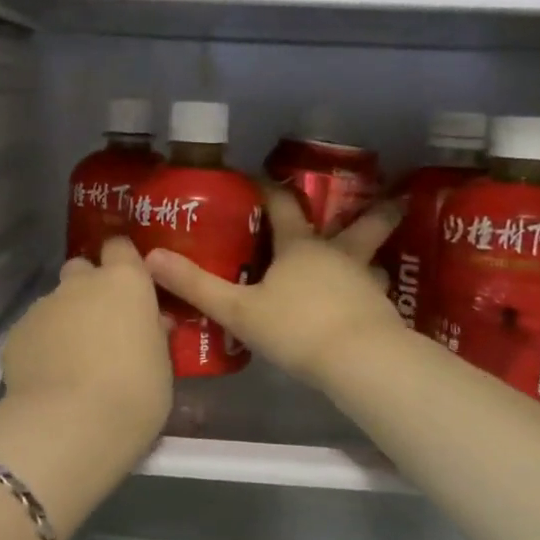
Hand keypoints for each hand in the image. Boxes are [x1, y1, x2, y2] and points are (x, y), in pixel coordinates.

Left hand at [0, 236, 172, 447]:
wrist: (70, 425)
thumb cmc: (134, 393)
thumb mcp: (161, 365)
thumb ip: (153, 334)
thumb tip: (150, 322)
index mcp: (124, 282)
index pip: (120, 246)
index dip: (123, 260)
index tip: (129, 282)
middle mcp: (81, 284)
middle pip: (81, 268)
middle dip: (88, 288)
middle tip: (101, 324)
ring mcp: (43, 306)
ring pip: (55, 303)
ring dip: (65, 321)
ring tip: (72, 361)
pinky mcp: (16, 333)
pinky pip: (33, 332)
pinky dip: (41, 347)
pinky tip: (48, 378)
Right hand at [144, 187, 407, 389]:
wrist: (360, 361)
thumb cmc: (296, 327)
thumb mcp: (238, 309)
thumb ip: (197, 286)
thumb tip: (151, 258)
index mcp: (300, 247)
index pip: (283, 205)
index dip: (269, 189)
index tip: (260, 177)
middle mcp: (337, 255)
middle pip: (360, 224)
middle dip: (372, 210)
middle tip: (389, 196)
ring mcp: (365, 282)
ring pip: (372, 260)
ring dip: (371, 255)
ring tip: (369, 260)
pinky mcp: (382, 312)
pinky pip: (375, 294)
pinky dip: (369, 292)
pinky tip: (363, 304)